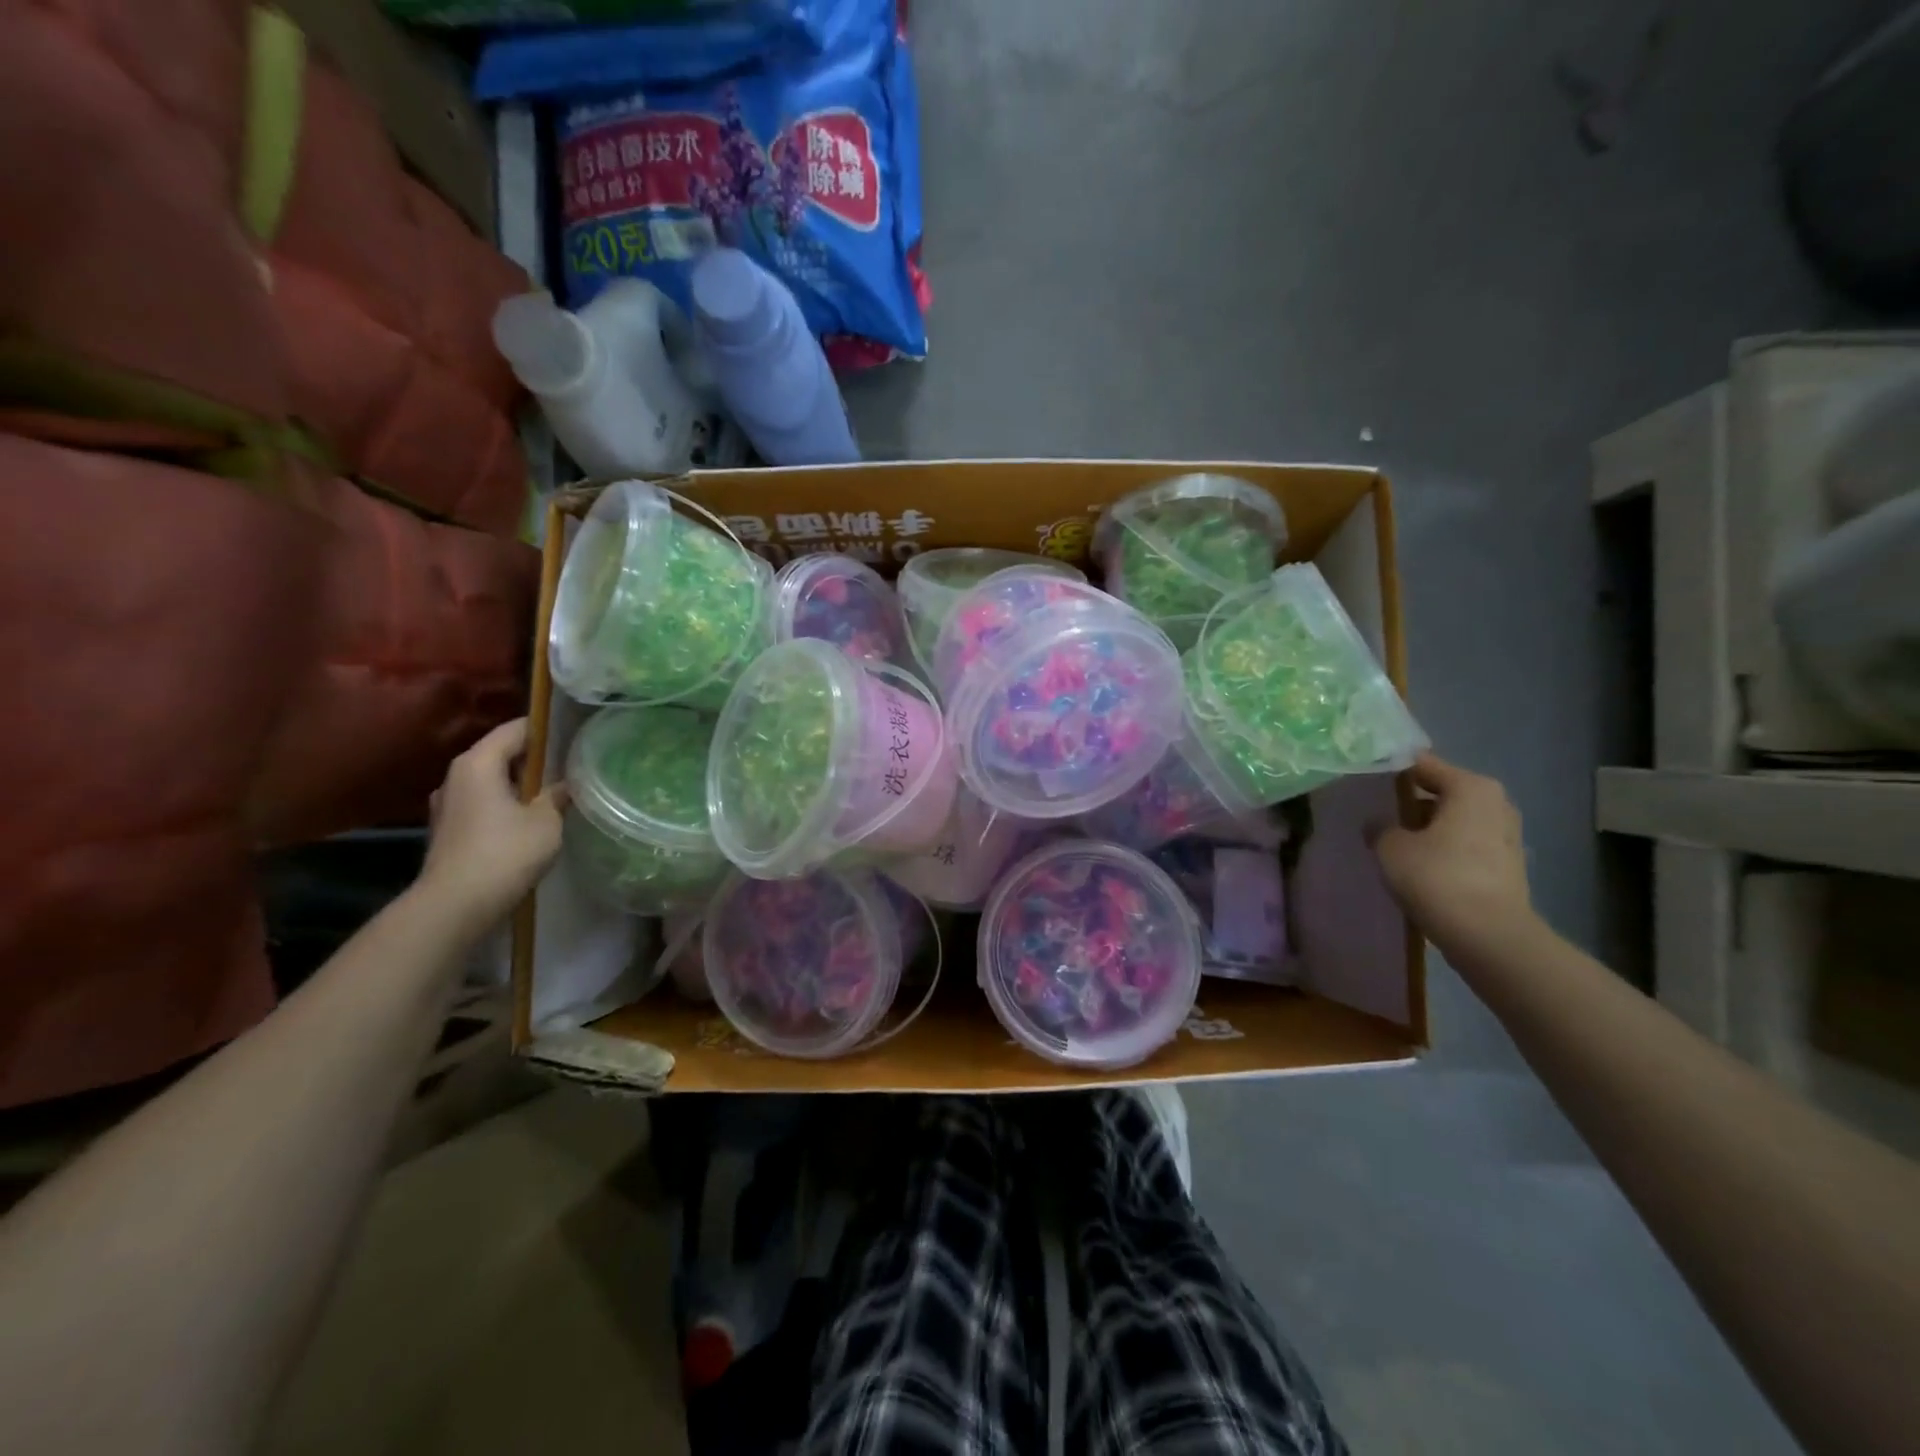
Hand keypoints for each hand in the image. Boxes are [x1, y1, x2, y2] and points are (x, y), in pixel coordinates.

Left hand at [417, 718, 566, 930]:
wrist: (455, 905)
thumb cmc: (505, 853)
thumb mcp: (546, 821)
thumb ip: (557, 796)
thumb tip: (565, 785)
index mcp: (478, 763)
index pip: (515, 730)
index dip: (546, 730)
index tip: (573, 736)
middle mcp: (456, 776)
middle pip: (500, 754)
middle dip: (534, 759)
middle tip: (569, 767)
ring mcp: (448, 805)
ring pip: (491, 781)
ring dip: (519, 785)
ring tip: (552, 795)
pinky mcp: (448, 830)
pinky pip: (483, 805)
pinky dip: (505, 806)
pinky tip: (528, 821)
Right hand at [1374, 753, 1536, 961]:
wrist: (1489, 936)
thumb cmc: (1437, 877)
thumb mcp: (1391, 847)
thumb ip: (1380, 828)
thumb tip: (1379, 824)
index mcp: (1471, 788)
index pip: (1423, 765)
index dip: (1392, 770)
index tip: (1365, 779)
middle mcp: (1495, 804)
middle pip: (1442, 792)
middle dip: (1411, 801)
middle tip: (1376, 812)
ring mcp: (1505, 836)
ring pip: (1454, 821)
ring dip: (1427, 828)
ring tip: (1393, 841)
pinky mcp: (1506, 867)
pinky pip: (1464, 846)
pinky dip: (1443, 850)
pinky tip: (1418, 866)